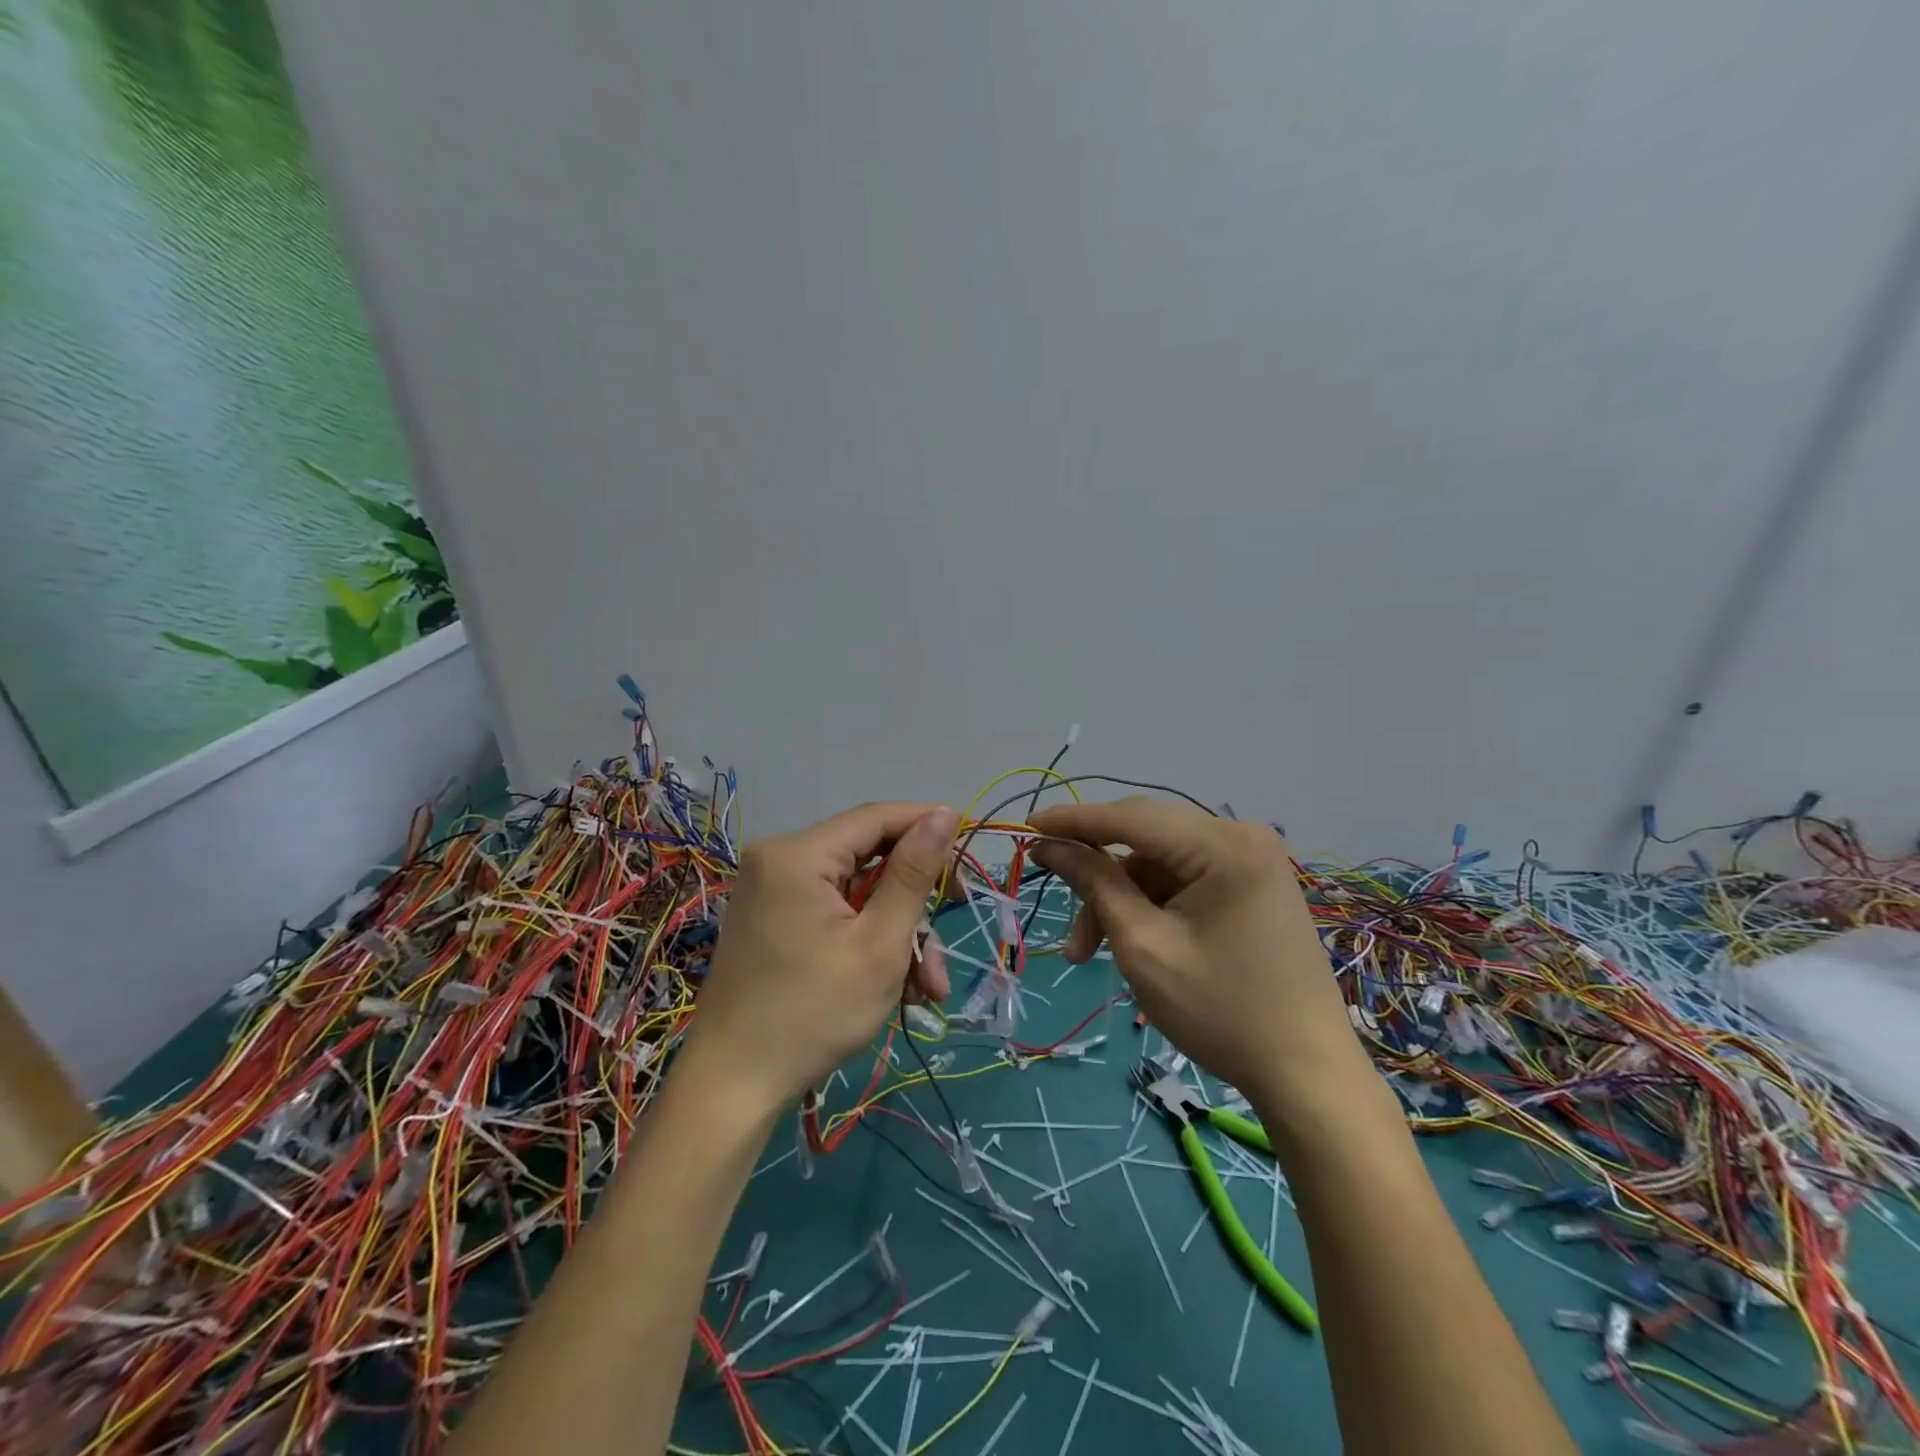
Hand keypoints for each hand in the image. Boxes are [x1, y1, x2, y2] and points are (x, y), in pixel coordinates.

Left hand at [684, 802, 958, 1113]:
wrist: (733, 1088)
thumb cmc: (812, 1014)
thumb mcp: (879, 944)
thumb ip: (913, 873)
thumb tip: (945, 811)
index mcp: (798, 854)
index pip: (877, 817)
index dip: (928, 828)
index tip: (969, 858)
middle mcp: (779, 859)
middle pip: (869, 859)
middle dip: (914, 905)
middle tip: (945, 945)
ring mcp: (772, 891)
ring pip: (857, 893)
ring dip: (896, 934)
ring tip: (925, 989)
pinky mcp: (772, 918)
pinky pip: (833, 912)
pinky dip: (865, 940)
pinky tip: (895, 987)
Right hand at [1028, 798, 1364, 1112]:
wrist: (1306, 1074)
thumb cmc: (1220, 1011)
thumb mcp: (1143, 945)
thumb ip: (1095, 883)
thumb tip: (1050, 844)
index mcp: (1224, 845)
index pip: (1131, 816)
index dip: (1073, 821)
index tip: (1026, 828)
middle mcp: (1242, 837)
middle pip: (1146, 838)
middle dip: (1096, 873)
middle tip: (1054, 900)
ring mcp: (1251, 862)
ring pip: (1159, 864)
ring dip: (1119, 899)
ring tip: (1088, 952)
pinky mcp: (1251, 886)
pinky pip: (1183, 880)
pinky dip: (1149, 906)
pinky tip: (1131, 943)